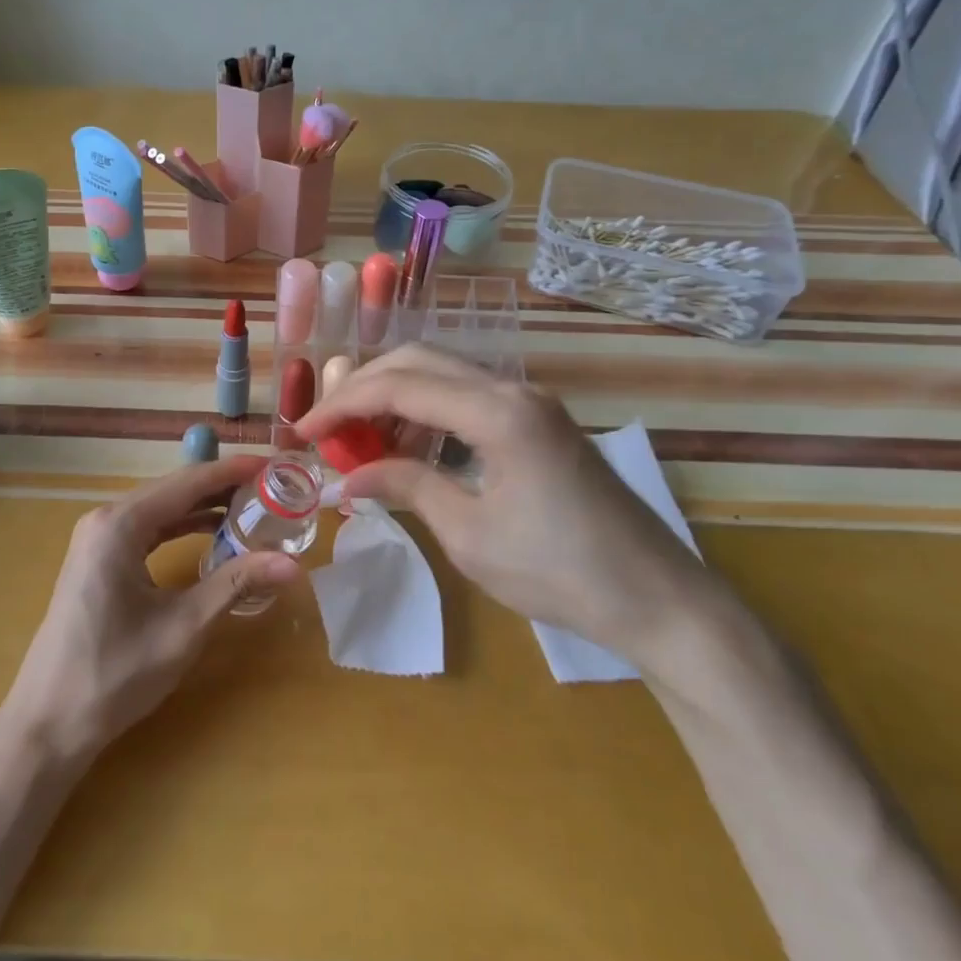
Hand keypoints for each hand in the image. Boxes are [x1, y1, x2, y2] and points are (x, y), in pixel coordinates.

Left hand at [1, 455, 301, 761]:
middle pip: (174, 490)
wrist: (48, 724)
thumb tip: (292, 564)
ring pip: (161, 509)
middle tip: (271, 489)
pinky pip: (148, 530)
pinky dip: (181, 528)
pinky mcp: (98, 560)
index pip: (188, 482)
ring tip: (253, 509)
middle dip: (223, 487)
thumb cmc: (115, 673)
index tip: (274, 464)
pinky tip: (212, 535)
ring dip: (204, 507)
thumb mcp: (183, 627)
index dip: (233, 471)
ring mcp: (98, 539)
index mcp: (120, 524)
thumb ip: (236, 584)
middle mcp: (106, 519)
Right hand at [296, 345, 719, 671]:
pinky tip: (408, 447)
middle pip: (418, 361)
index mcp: (497, 412)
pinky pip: (467, 398)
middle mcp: (512, 390)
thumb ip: (405, 487)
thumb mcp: (468, 534)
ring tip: (360, 441)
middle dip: (364, 387)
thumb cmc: (560, 572)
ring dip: (394, 396)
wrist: (658, 600)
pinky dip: (427, 412)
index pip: (399, 385)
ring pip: (443, 374)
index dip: (342, 405)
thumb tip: (348, 476)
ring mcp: (529, 402)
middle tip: (327, 427)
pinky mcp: (537, 422)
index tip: (302, 432)